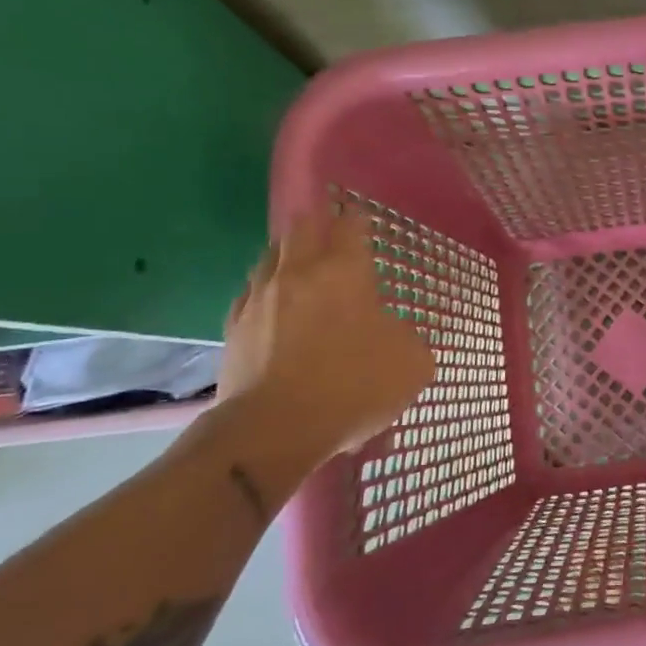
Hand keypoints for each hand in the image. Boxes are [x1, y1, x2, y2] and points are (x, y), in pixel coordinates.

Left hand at [218, 204, 434, 457]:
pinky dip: (265, 289)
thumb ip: (409, 337)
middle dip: (318, 223)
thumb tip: (396, 333)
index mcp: (345, 271)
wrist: (274, 428)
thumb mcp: (411, 363)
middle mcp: (299, 272)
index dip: (358, 217)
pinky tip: (274, 303)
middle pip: (302, 227)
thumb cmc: (353, 385)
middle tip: (331, 230)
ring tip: (301, 263)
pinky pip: (250, 292)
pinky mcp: (234, 326)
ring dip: (288, 253)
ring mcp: (260, 297)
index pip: (351, 224)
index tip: (362, 216)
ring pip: (271, 255)